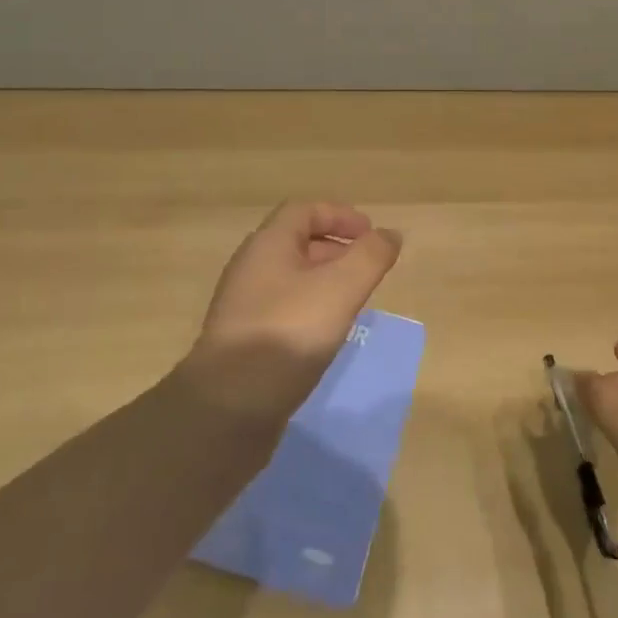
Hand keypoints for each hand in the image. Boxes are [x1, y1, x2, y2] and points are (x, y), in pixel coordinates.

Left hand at [179, 200, 401, 427]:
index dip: (340, 215)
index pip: (304, 210)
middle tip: (367, 268)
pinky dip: (310, 308)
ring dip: (324, 280)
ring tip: (353, 301)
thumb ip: (371, 256)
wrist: (228, 407)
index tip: (371, 234)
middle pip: (296, 242)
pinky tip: (326, 334)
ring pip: (290, 278)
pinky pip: (283, 308)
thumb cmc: (288, 333)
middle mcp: (251, 267)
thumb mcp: (341, 288)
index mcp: (268, 244)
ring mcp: (243, 305)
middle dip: (336, 248)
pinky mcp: (244, 340)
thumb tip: (389, 234)